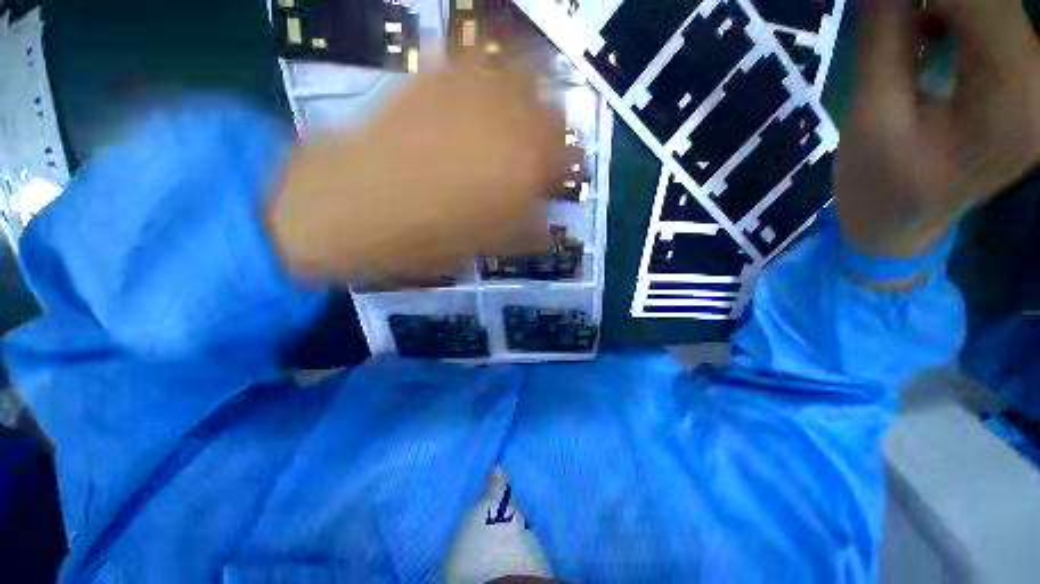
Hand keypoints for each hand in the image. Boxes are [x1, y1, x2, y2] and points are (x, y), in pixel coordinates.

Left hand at [266, 68, 566, 281]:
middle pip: (553, 112)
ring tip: (517, 112)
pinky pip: (474, 57)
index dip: (567, 169)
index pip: (569, 159)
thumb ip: (528, 232)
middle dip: (553, 131)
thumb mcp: (491, 245)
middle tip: (540, 147)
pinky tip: (480, 87)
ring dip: (529, 91)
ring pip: (522, 73)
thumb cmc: (435, 235)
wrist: (360, 204)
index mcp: (531, 166)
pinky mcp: (437, 74)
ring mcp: (474, 88)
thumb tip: (547, 227)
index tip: (558, 178)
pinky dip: (488, 67)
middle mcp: (514, 119)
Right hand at [836, 0, 1039, 257]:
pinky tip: (927, 29)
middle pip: (998, 4)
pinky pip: (998, 26)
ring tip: (901, 20)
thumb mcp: (871, 115)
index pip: (986, 3)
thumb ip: (885, 36)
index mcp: (1012, 100)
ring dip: (947, 5)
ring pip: (998, 10)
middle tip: (888, 9)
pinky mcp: (1026, 85)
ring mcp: (1038, 87)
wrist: (899, 228)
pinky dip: (958, 14)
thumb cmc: (879, 186)